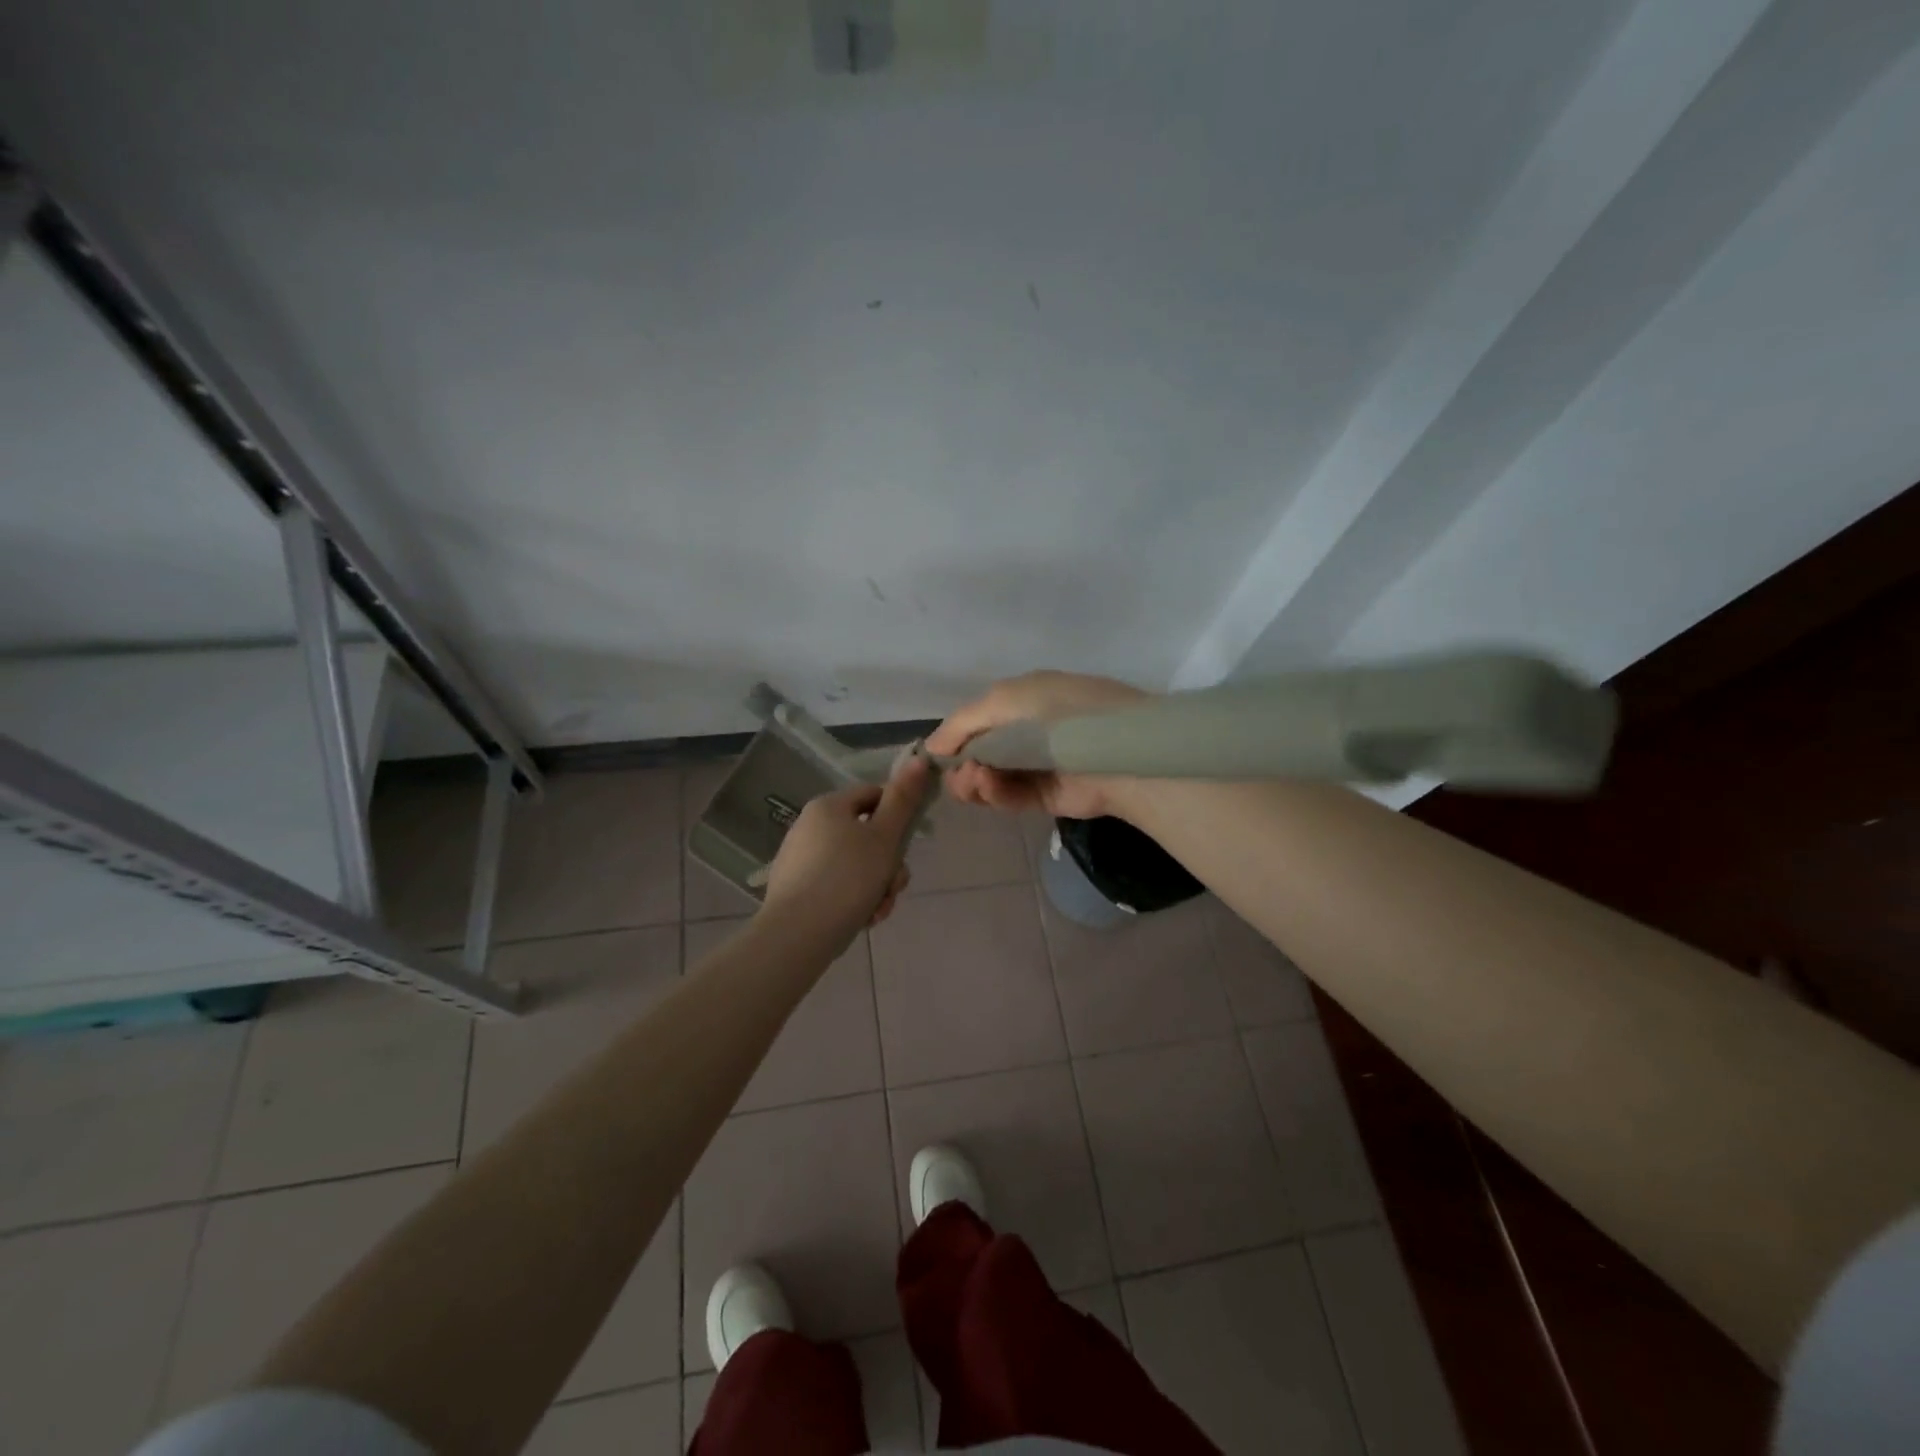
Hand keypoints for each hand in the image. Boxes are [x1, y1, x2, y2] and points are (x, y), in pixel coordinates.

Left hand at [761, 751, 929, 946]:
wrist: (798, 934)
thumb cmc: (848, 878)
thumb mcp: (884, 837)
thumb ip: (903, 800)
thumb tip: (919, 759)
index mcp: (828, 806)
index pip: (873, 796)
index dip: (897, 816)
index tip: (907, 845)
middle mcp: (810, 826)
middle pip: (867, 836)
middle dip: (888, 864)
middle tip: (894, 887)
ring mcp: (801, 859)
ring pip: (856, 866)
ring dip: (877, 887)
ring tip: (878, 910)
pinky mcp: (797, 889)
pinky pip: (837, 886)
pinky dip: (854, 900)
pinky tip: (861, 919)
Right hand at [927, 670, 1151, 820]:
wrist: (1115, 749)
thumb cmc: (1059, 712)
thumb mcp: (1004, 700)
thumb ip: (962, 723)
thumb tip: (931, 748)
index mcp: (1023, 701)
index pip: (977, 723)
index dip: (954, 740)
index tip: (934, 758)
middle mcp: (1028, 733)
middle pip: (980, 755)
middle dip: (962, 766)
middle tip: (957, 775)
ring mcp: (1037, 766)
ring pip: (991, 780)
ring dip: (974, 781)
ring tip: (975, 781)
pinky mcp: (1047, 797)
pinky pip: (1011, 797)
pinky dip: (995, 794)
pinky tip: (987, 787)